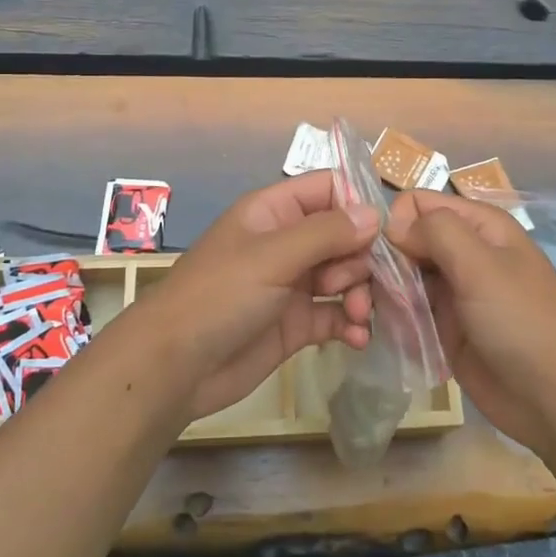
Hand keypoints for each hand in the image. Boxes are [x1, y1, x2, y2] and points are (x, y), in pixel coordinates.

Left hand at [135, 174, 378, 422]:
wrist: (175, 367)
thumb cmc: (219, 296)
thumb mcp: (272, 256)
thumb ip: (325, 233)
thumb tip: (374, 213)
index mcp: (274, 212)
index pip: (328, 189)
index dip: (357, 206)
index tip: (380, 234)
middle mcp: (287, 243)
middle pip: (344, 236)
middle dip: (361, 259)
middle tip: (354, 286)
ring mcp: (292, 284)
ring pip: (345, 276)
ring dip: (361, 293)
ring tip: (359, 316)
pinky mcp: (296, 324)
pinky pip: (336, 314)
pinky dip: (351, 324)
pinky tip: (358, 338)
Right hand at [386, 190, 555, 456]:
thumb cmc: (523, 323)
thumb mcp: (482, 266)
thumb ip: (436, 231)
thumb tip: (393, 225)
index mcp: (478, 226)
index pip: (416, 203)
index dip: (394, 224)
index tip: (382, 258)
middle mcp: (463, 252)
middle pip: (404, 240)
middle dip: (382, 263)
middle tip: (363, 296)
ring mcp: (453, 291)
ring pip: (401, 276)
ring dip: (383, 294)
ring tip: (371, 319)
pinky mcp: (445, 327)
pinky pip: (408, 311)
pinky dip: (395, 319)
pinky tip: (388, 335)